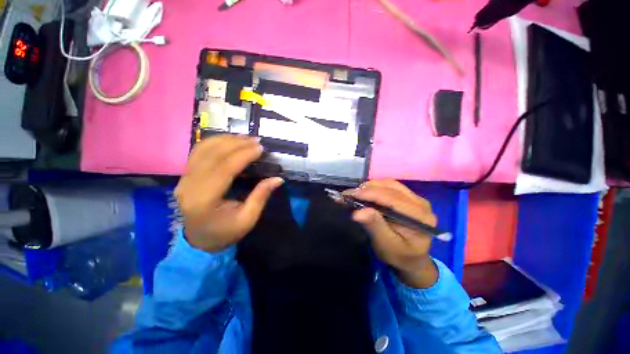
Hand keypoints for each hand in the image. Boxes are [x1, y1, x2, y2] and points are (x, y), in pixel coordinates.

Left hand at [175, 135, 283, 252]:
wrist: (199, 240)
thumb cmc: (225, 232)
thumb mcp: (247, 219)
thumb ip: (261, 196)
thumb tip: (278, 179)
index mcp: (204, 200)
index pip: (224, 169)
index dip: (243, 155)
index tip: (260, 148)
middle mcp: (189, 186)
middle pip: (212, 155)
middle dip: (236, 144)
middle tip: (256, 140)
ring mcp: (183, 179)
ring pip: (203, 150)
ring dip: (225, 140)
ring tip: (245, 138)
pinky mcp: (185, 176)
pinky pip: (198, 152)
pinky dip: (215, 142)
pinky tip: (229, 141)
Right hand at [343, 180, 437, 287]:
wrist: (412, 258)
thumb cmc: (399, 255)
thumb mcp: (386, 245)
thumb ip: (375, 226)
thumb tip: (358, 212)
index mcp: (420, 217)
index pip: (392, 198)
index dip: (369, 194)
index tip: (349, 194)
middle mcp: (421, 203)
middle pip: (391, 187)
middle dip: (367, 189)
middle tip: (349, 194)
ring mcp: (417, 198)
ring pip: (390, 184)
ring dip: (371, 186)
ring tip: (356, 194)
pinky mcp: (410, 197)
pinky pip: (391, 186)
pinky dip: (376, 187)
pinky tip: (367, 193)